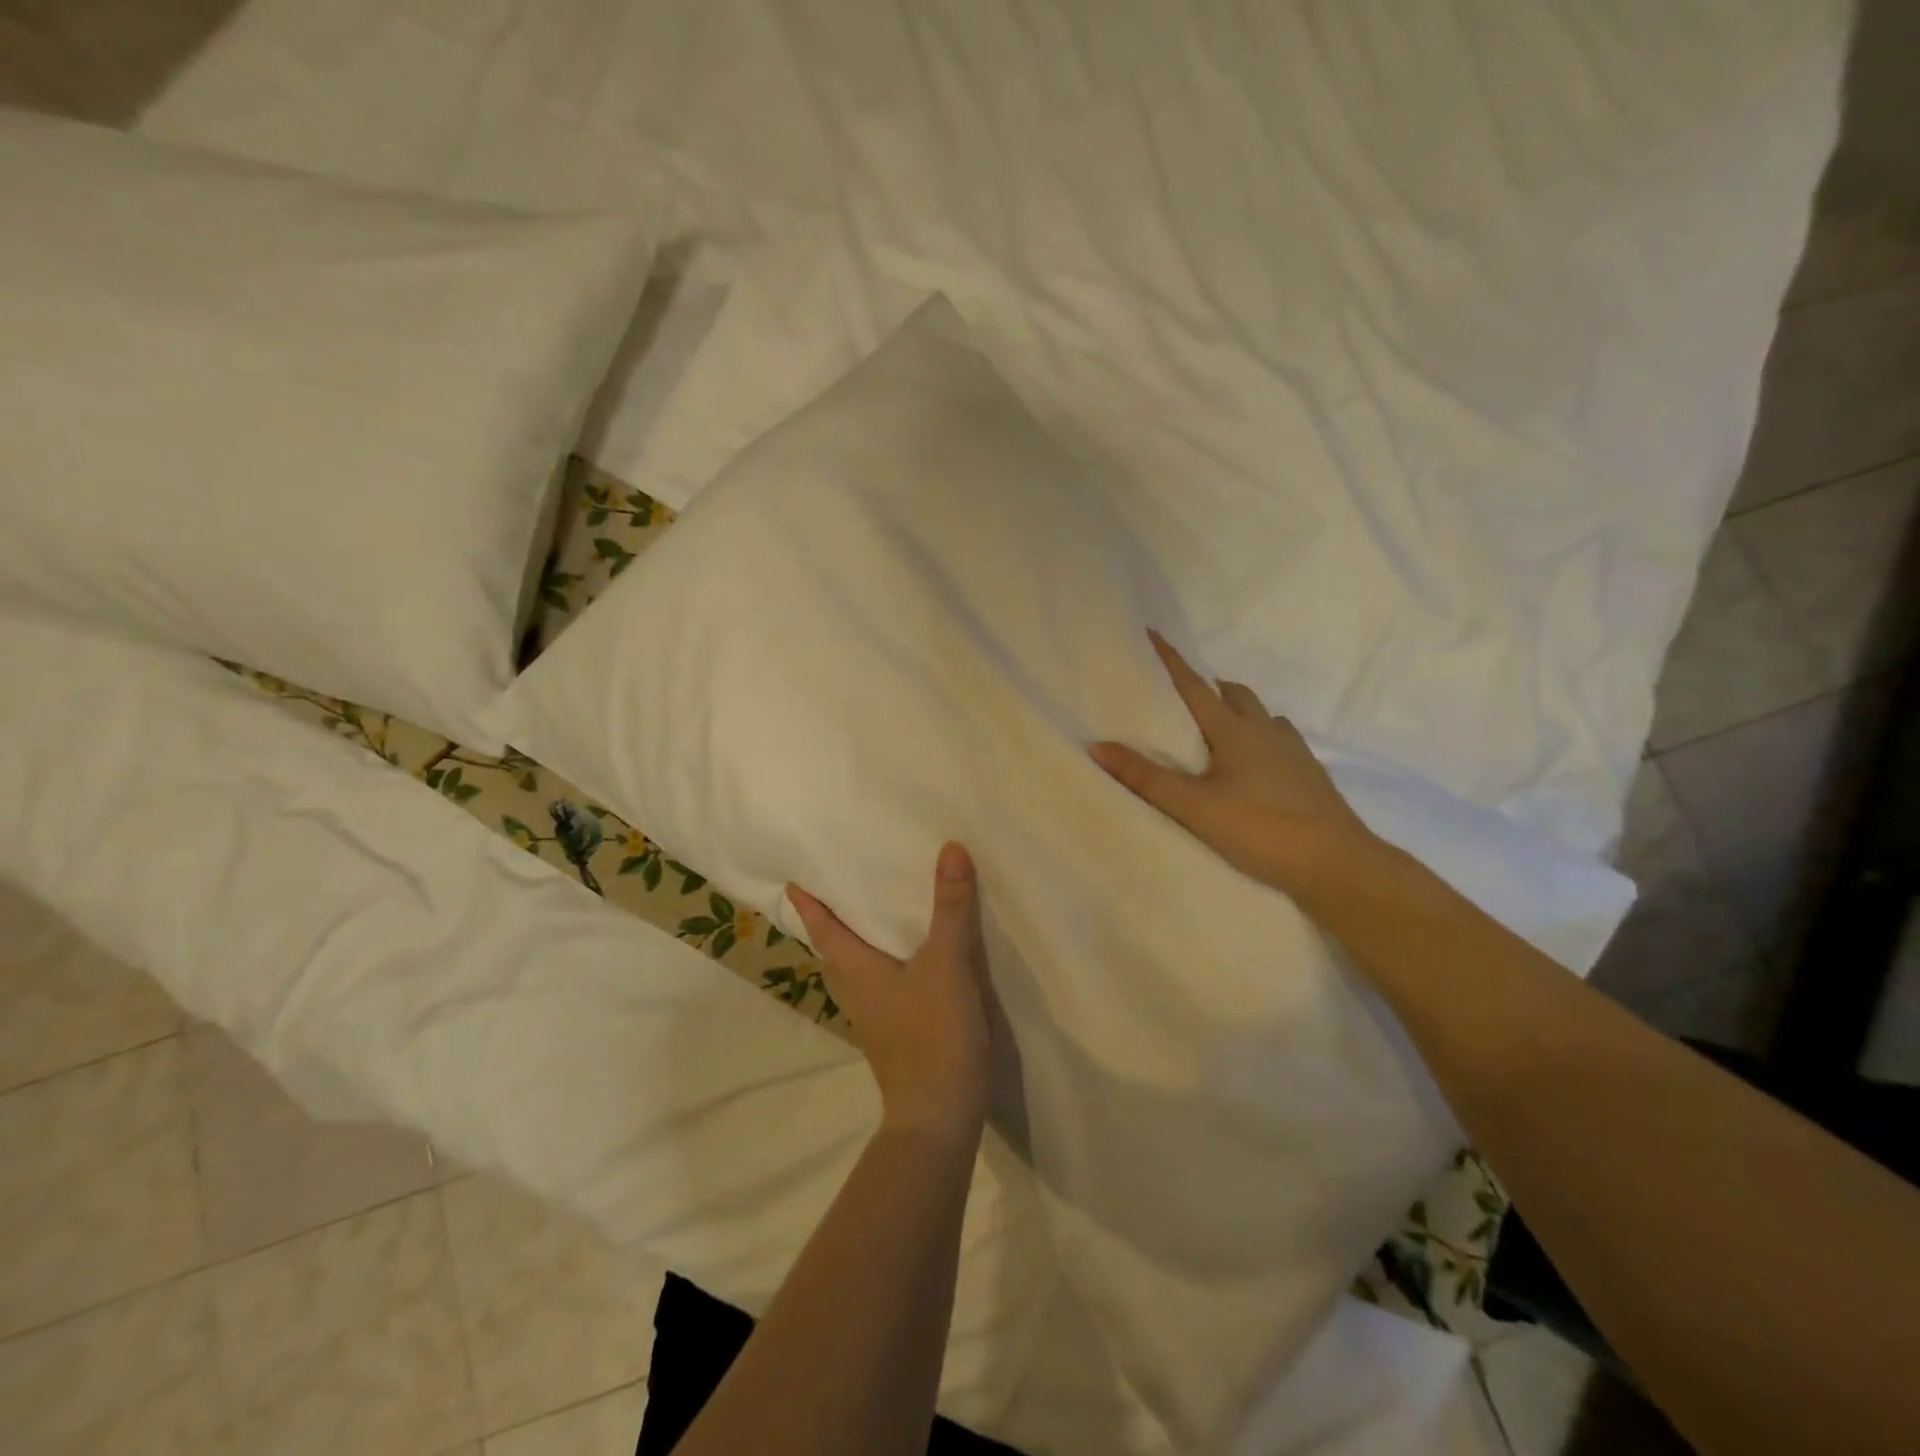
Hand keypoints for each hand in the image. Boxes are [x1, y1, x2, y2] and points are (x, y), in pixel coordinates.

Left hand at [787, 842, 993, 1138]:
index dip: (809, 905)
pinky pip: (878, 990)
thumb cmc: (934, 1035)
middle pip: (833, 952)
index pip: (824, 930)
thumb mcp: (947, 964)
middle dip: (830, 923)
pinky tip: (907, 965)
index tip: (792, 882)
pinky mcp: (894, 1037)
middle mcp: (857, 994)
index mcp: (857, 972)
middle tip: (837, 892)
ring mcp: (874, 1020)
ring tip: (870, 921)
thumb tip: (950, 848)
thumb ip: (950, 908)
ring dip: (854, 946)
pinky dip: (881, 968)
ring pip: (854, 973)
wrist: (939, 1119)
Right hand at [1090, 630, 1374, 900]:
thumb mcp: (1194, 807)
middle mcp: (1265, 730)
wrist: (1336, 863)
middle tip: (1182, 695)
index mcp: (1234, 731)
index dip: (1171, 660)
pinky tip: (1254, 761)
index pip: (1194, 686)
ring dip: (1236, 709)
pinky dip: (1260, 735)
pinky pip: (1280, 737)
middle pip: (1233, 694)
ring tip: (1215, 727)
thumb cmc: (1261, 828)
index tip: (1153, 633)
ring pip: (1260, 714)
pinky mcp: (1309, 773)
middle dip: (1207, 686)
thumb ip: (1146, 778)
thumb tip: (1097, 746)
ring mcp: (1293, 750)